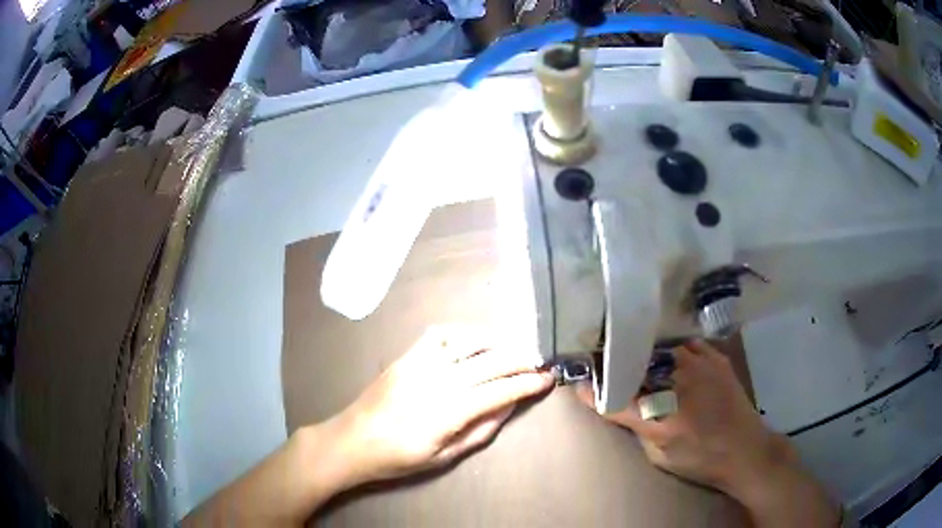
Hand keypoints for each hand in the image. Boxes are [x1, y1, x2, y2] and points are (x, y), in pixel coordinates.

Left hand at [324, 325, 554, 488]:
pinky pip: (439, 334)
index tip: (548, 379)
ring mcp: (420, 363)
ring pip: (469, 343)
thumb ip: (480, 431)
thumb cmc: (398, 458)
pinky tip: (475, 340)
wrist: (351, 440)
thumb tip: (509, 405)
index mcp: (449, 411)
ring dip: (498, 343)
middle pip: (490, 363)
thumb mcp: (444, 457)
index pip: (500, 391)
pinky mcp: (406, 356)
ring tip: (515, 349)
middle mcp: (438, 380)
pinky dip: (463, 333)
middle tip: (540, 362)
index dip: (527, 384)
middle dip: (521, 360)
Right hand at [576, 340, 839, 526]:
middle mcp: (678, 384)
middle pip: (637, 365)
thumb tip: (623, 405)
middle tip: (603, 359)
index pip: (615, 401)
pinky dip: (674, 348)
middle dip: (616, 362)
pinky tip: (670, 352)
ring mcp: (699, 365)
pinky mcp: (715, 358)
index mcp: (660, 417)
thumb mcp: (660, 456)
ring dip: (645, 352)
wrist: (746, 450)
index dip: (592, 392)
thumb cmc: (701, 460)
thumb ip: (639, 428)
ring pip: (661, 349)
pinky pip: (687, 344)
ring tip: (634, 350)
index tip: (576, 383)